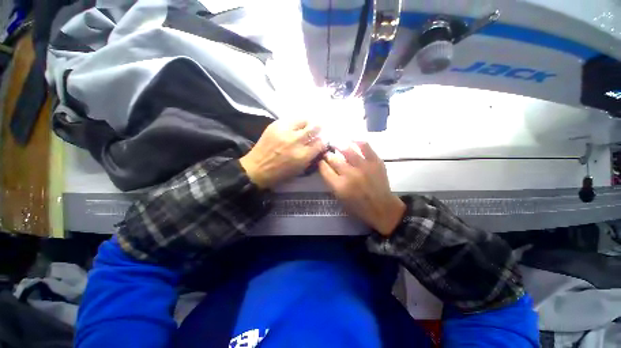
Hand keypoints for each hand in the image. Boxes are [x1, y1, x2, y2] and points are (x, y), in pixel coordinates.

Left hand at [240, 119, 325, 188]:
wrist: (257, 168)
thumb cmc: (280, 173)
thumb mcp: (300, 169)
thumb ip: (311, 157)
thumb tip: (318, 146)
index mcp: (303, 155)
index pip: (320, 143)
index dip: (323, 142)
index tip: (321, 142)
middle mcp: (296, 141)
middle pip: (315, 127)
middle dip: (318, 128)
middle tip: (317, 130)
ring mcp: (285, 131)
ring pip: (303, 120)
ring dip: (307, 123)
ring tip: (305, 126)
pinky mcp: (276, 125)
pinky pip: (291, 119)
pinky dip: (295, 123)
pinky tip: (293, 127)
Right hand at [318, 142, 405, 235]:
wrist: (381, 207)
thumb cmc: (358, 206)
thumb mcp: (339, 198)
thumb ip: (331, 182)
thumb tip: (326, 166)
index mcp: (339, 186)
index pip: (324, 169)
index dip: (321, 163)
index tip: (320, 161)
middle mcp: (350, 174)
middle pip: (333, 159)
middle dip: (327, 155)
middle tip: (327, 153)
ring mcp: (364, 166)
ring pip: (347, 150)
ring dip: (339, 146)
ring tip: (337, 144)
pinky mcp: (375, 161)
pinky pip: (365, 146)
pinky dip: (357, 142)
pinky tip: (352, 141)